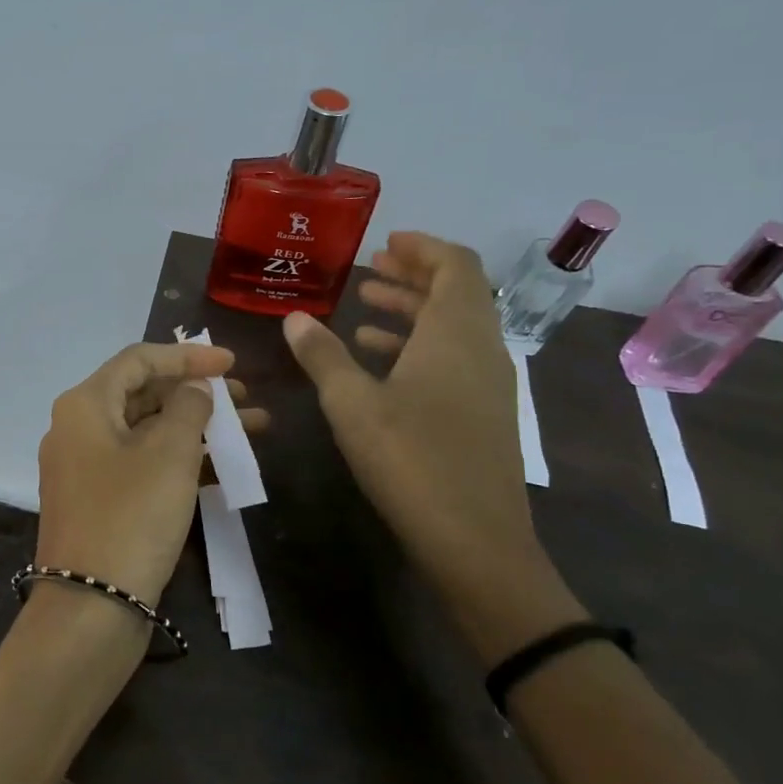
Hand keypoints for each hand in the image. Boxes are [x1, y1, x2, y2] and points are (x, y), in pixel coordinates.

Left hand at [35, 341, 257, 606]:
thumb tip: (194, 388)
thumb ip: (188, 407)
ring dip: (195, 428)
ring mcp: (85, 468)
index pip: (138, 359)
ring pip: (146, 432)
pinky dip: (178, 460)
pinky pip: (141, 464)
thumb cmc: (132, 516)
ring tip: (250, 431)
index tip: (232, 363)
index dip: (187, 355)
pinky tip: (222, 467)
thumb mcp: (169, 454)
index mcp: (85, 405)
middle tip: (245, 400)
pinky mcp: (98, 501)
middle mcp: (77, 429)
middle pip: (143, 394)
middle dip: (196, 394)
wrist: (90, 607)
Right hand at [282, 233, 579, 658]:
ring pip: (453, 328)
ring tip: (363, 311)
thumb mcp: (352, 405)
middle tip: (369, 271)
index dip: (422, 248)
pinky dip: (418, 346)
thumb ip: (323, 356)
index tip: (386, 243)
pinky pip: (453, 359)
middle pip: (455, 293)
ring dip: (412, 312)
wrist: (475, 540)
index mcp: (455, 334)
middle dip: (412, 276)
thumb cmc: (411, 460)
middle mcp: (480, 349)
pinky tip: (380, 363)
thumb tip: (294, 318)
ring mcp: (488, 384)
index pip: (455, 265)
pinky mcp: (483, 414)